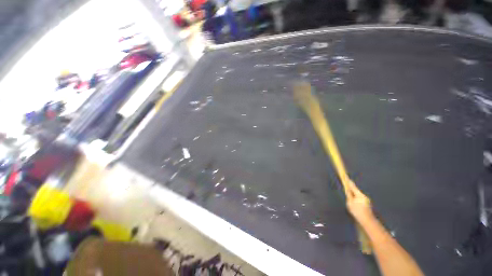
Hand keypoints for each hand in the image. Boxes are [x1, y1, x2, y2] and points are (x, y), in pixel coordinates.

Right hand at [346, 179, 373, 223]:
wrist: (367, 221)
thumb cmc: (357, 211)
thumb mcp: (350, 202)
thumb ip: (349, 195)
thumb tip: (348, 190)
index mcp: (360, 195)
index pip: (353, 186)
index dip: (349, 182)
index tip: (347, 177)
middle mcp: (364, 196)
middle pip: (356, 191)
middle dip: (351, 190)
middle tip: (346, 190)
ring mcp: (366, 201)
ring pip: (358, 196)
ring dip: (354, 196)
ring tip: (350, 201)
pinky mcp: (367, 205)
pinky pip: (360, 200)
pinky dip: (356, 200)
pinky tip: (354, 205)